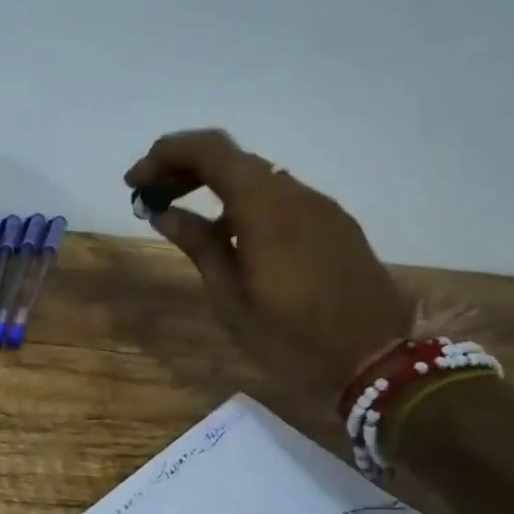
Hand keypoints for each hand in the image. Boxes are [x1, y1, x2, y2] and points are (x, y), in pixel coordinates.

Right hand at [125, 128, 410, 388]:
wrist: (378, 363)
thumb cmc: (292, 338)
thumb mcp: (231, 299)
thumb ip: (199, 245)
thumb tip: (164, 212)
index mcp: (265, 207)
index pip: (209, 150)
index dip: (165, 154)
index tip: (135, 182)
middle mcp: (294, 193)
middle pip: (231, 158)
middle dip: (184, 168)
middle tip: (151, 197)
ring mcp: (320, 207)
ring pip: (257, 176)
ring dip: (214, 185)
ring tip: (185, 218)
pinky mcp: (336, 224)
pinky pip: (281, 198)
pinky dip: (245, 203)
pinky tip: (232, 237)